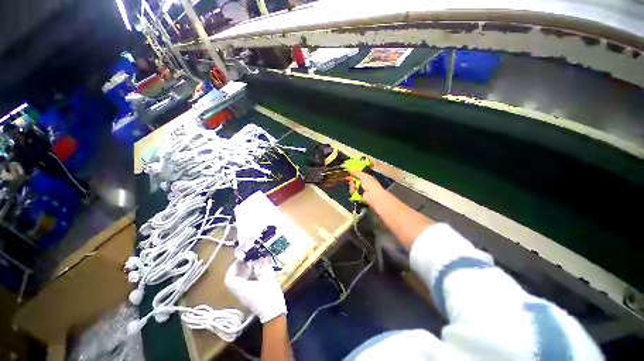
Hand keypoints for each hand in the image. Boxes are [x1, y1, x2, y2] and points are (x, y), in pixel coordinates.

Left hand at [225, 259, 286, 323]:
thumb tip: (262, 258)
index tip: (241, 259)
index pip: (230, 278)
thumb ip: (264, 267)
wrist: (274, 314)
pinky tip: (259, 271)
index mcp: (241, 288)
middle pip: (235, 279)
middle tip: (249, 259)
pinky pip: (246, 284)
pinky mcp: (251, 297)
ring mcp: (245, 296)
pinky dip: (251, 276)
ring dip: (246, 272)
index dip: (233, 267)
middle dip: (241, 268)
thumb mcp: (268, 278)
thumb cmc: (269, 295)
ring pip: (240, 282)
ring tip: (255, 263)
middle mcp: (240, 292)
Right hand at [348, 170, 384, 204]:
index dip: (353, 174)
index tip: (349, 174)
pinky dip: (353, 191)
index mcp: (367, 178)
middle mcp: (364, 183)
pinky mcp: (359, 196)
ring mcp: (362, 190)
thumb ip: (356, 173)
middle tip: (349, 180)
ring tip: (353, 187)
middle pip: (355, 181)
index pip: (359, 175)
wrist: (373, 196)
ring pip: (353, 187)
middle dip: (352, 181)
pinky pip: (353, 192)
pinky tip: (354, 191)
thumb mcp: (363, 176)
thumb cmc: (370, 184)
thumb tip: (350, 169)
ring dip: (352, 186)